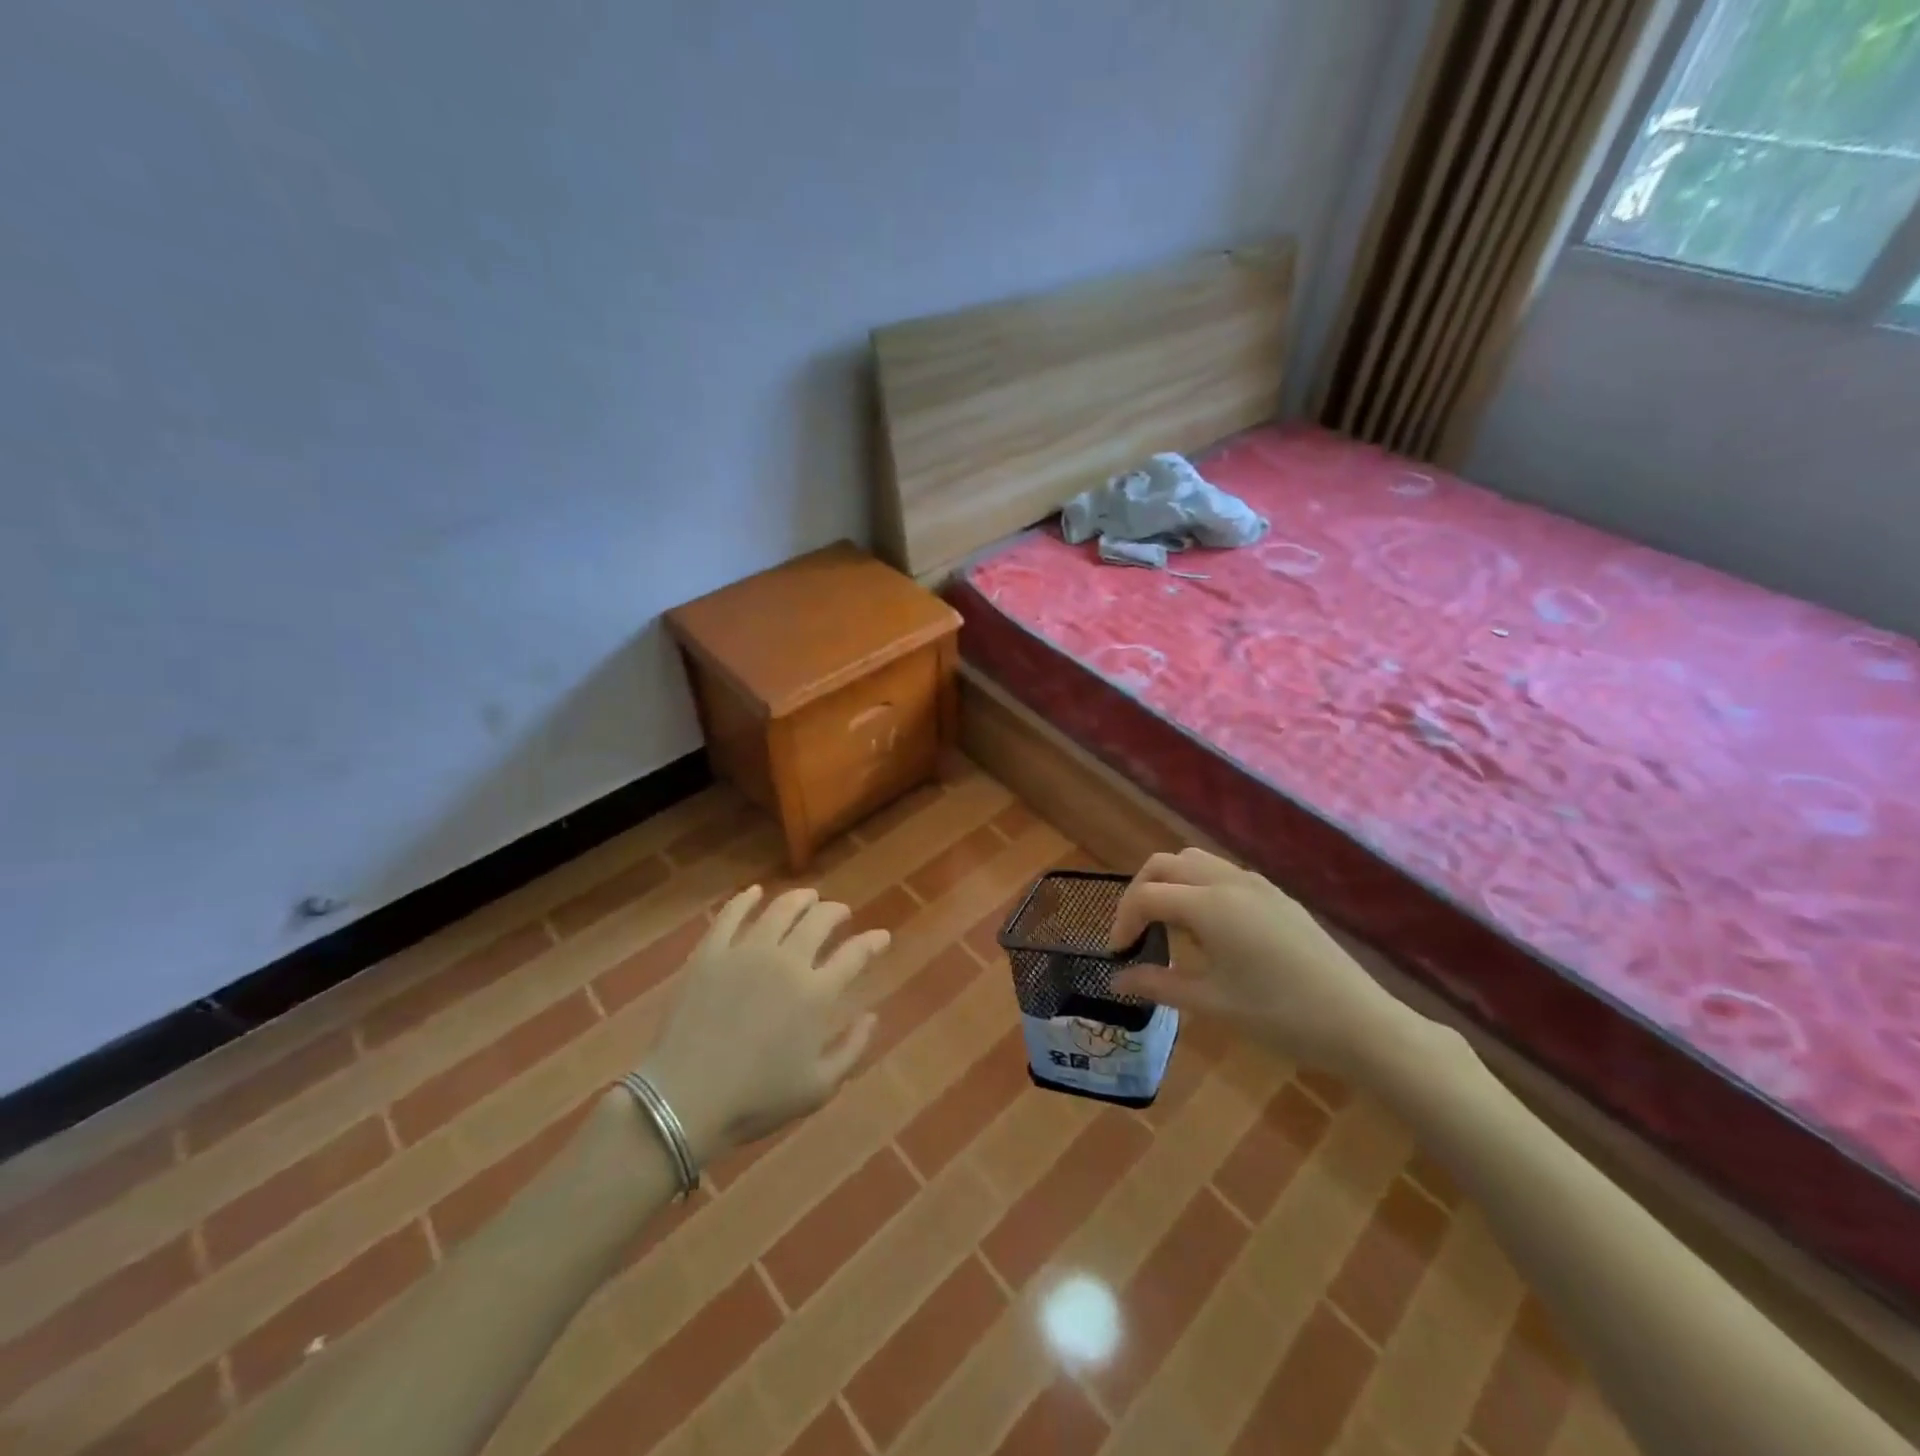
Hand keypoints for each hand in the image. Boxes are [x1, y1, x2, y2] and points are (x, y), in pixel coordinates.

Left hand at [635, 886, 887, 1168]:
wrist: (685, 1100)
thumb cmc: (756, 1100)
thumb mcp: (818, 1088)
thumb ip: (852, 1049)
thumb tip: (872, 1016)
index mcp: (816, 993)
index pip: (854, 954)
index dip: (873, 942)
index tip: (881, 936)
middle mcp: (786, 962)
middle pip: (819, 921)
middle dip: (836, 912)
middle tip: (841, 913)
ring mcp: (745, 953)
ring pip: (780, 910)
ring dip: (799, 899)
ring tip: (807, 897)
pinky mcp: (710, 954)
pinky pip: (730, 915)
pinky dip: (746, 900)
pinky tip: (754, 893)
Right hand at [1109, 848, 1418, 1075]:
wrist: (1360, 1023)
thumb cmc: (1280, 1016)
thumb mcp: (1212, 1004)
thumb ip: (1158, 984)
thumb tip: (1116, 978)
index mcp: (1209, 904)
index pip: (1147, 895)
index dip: (1123, 921)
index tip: (1118, 955)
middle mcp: (1229, 881)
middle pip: (1165, 864)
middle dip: (1140, 892)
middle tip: (1134, 933)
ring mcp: (1256, 884)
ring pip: (1195, 862)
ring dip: (1170, 884)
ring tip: (1169, 928)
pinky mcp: (1276, 896)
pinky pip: (1222, 874)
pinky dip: (1198, 887)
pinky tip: (1209, 931)